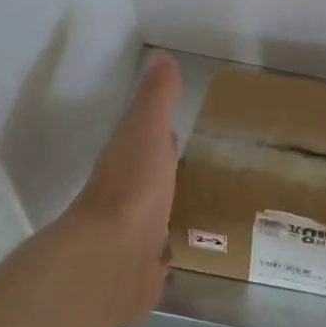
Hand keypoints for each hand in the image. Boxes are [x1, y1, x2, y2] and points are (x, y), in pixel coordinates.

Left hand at [62, 53, 182, 323]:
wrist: (113, 258)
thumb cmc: (133, 187)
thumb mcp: (146, 130)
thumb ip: (156, 99)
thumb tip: (162, 57)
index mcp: (127, 160)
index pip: (146, 141)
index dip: (161, 134)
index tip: (183, 128)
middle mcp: (127, 196)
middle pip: (152, 180)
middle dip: (172, 173)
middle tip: (209, 169)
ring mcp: (134, 235)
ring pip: (158, 216)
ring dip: (175, 210)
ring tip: (213, 208)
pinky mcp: (144, 269)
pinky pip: (164, 254)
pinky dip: (176, 249)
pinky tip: (198, 250)